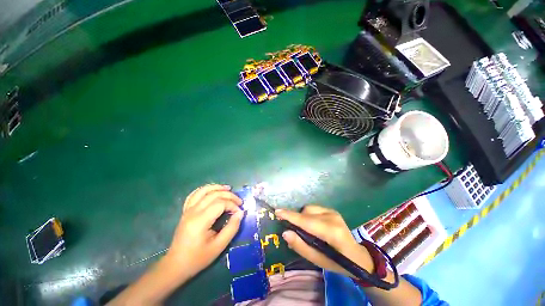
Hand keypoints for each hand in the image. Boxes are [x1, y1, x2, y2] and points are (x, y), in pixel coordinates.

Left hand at [166, 184, 243, 277]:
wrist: (176, 265)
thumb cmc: (198, 258)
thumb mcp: (219, 246)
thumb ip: (232, 228)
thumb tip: (240, 213)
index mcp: (200, 221)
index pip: (220, 203)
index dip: (232, 205)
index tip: (239, 212)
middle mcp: (193, 211)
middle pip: (214, 194)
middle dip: (229, 195)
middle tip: (239, 201)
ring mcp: (187, 210)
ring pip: (203, 191)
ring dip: (217, 187)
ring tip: (228, 188)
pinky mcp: (185, 211)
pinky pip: (194, 195)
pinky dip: (204, 189)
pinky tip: (212, 190)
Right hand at [275, 205, 373, 277]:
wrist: (358, 256)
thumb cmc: (338, 263)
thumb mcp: (319, 261)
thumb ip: (301, 246)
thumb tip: (285, 233)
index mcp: (331, 231)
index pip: (306, 221)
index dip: (291, 216)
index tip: (277, 212)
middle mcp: (332, 217)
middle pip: (306, 213)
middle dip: (296, 219)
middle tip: (293, 231)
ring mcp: (333, 212)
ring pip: (309, 209)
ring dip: (303, 217)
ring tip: (306, 230)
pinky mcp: (332, 210)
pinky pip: (313, 209)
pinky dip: (308, 215)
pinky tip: (313, 226)